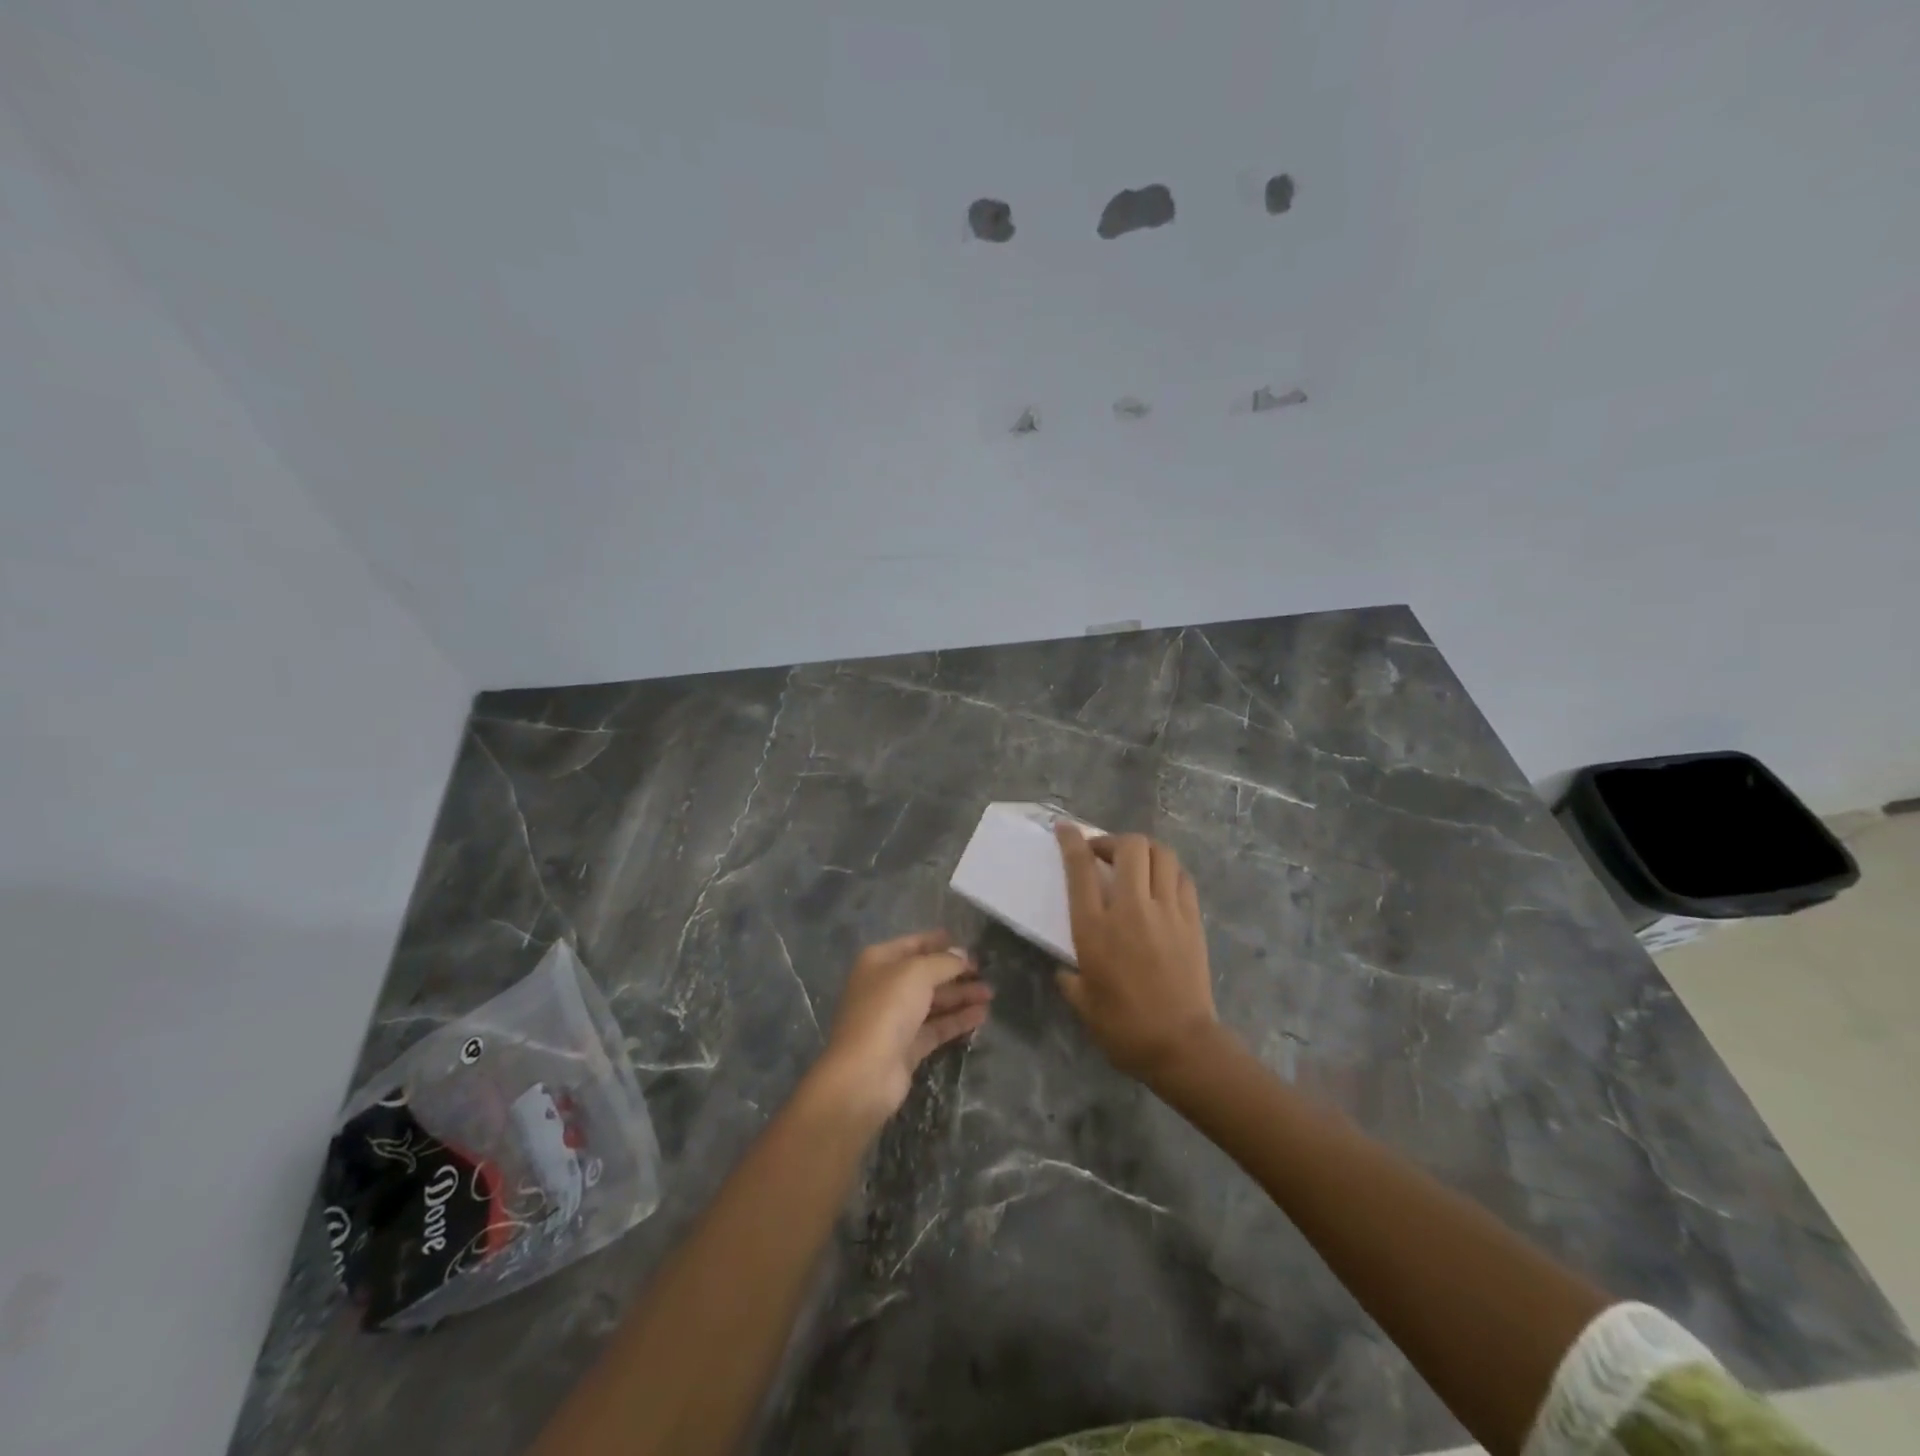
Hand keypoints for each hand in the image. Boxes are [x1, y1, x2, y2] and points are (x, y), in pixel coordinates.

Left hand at [812, 931, 991, 1125]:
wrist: (865, 1073)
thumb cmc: (887, 1009)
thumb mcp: (917, 973)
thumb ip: (944, 961)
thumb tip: (963, 955)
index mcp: (879, 962)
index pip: (914, 944)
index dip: (940, 942)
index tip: (968, 944)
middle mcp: (885, 987)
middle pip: (926, 974)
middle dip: (956, 972)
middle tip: (985, 972)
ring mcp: (896, 1019)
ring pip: (934, 1002)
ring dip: (961, 996)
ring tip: (990, 994)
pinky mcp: (908, 1047)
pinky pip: (937, 1027)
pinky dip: (958, 1020)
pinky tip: (982, 1015)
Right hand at [1055, 826, 1223, 1083]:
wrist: (1181, 1046)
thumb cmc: (1123, 1028)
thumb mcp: (1082, 1003)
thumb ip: (1070, 978)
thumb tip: (1066, 969)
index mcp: (1094, 928)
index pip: (1080, 868)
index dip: (1071, 841)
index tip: (1065, 829)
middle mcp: (1131, 909)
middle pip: (1128, 847)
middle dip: (1112, 840)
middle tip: (1103, 854)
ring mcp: (1166, 911)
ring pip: (1160, 854)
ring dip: (1144, 850)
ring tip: (1134, 864)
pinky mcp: (1192, 920)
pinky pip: (1182, 878)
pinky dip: (1169, 871)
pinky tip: (1161, 885)